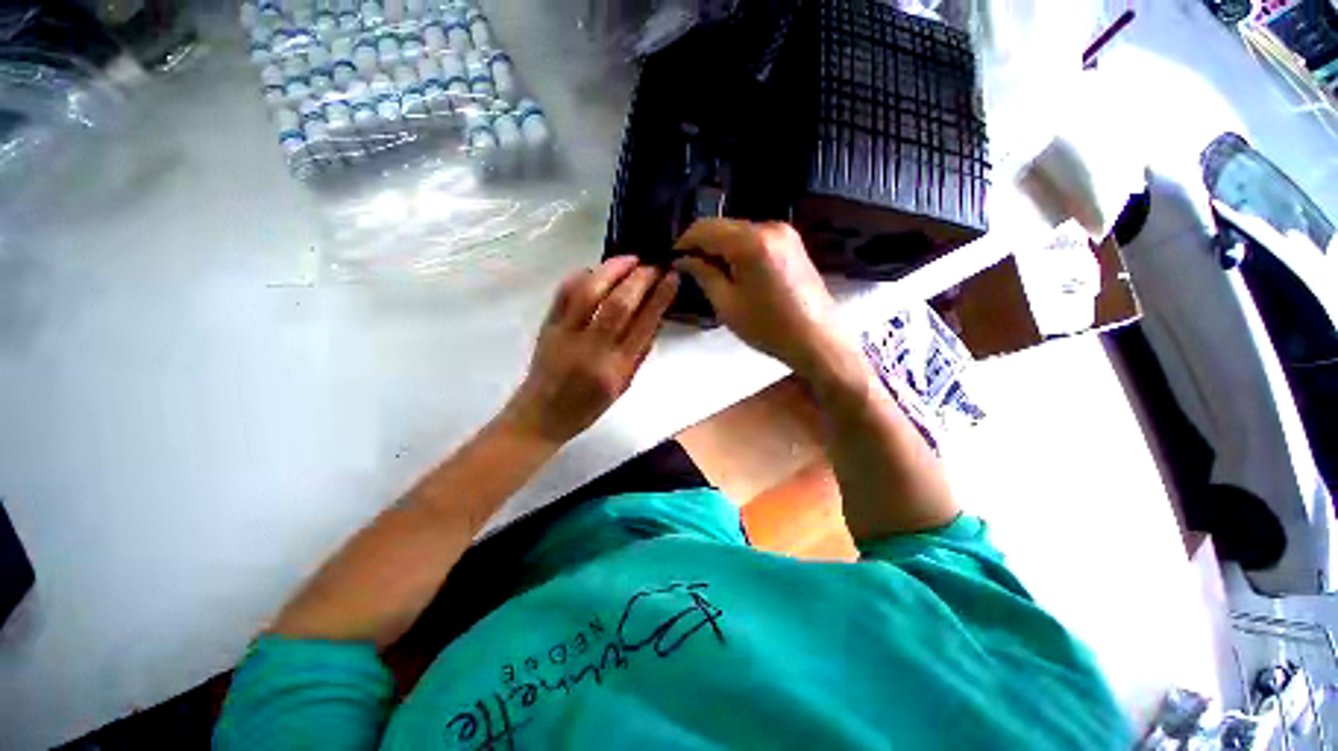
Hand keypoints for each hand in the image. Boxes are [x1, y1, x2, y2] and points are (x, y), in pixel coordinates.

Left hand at [502, 256, 678, 445]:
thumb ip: (640, 352)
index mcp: (616, 369)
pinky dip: (581, 276)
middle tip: (653, 266)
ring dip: (612, 270)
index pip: (644, 325)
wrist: (543, 414)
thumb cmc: (589, 406)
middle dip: (639, 279)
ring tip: (629, 259)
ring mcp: (566, 335)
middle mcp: (592, 349)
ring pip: (590, 293)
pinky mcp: (547, 326)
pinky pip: (564, 293)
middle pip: (618, 304)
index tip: (671, 277)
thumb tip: (655, 316)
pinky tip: (596, 270)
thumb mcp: (624, 385)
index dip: (660, 297)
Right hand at [673, 219, 845, 377]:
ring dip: (720, 246)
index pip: (705, 228)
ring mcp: (784, 232)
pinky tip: (734, 269)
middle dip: (702, 243)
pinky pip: (755, 237)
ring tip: (710, 271)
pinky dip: (739, 248)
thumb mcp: (727, 304)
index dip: (684, 241)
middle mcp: (769, 226)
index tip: (673, 258)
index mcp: (751, 242)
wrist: (816, 339)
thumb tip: (683, 259)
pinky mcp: (792, 242)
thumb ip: (703, 274)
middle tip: (689, 266)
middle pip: (723, 225)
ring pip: (738, 230)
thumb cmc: (768, 327)